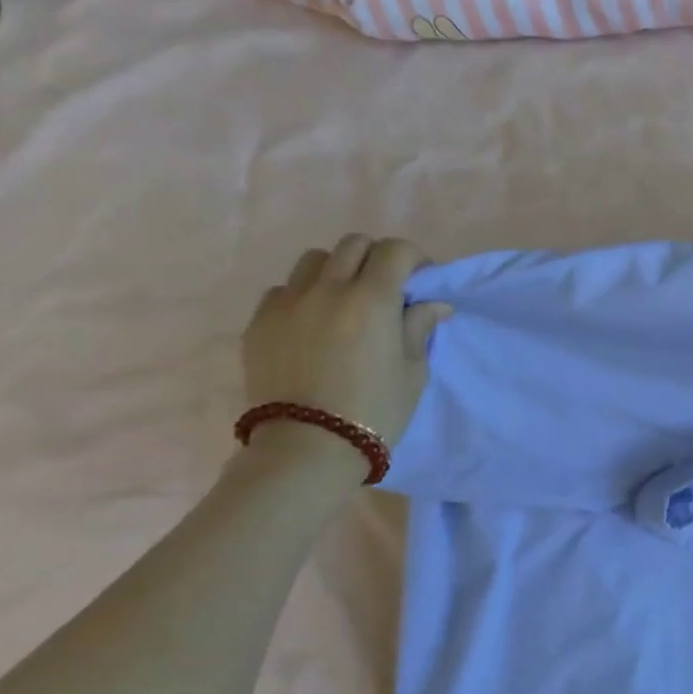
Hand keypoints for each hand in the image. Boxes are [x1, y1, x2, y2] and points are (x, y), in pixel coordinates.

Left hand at [239, 236, 450, 485]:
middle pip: (354, 245)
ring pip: (315, 261)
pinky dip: (304, 295)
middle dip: (377, 258)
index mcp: (373, 300)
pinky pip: (284, 290)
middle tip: (387, 287)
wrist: (309, 448)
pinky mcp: (259, 322)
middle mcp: (328, 289)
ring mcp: (288, 303)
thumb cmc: (376, 411)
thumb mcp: (413, 371)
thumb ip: (419, 328)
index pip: (396, 251)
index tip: (422, 281)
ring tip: (345, 301)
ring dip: (338, 270)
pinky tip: (313, 323)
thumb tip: (432, 304)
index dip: (415, 259)